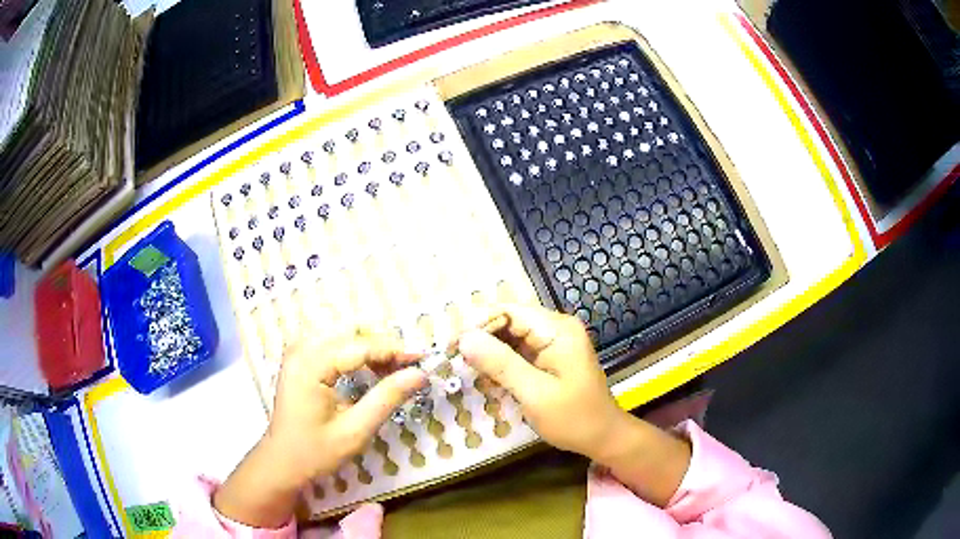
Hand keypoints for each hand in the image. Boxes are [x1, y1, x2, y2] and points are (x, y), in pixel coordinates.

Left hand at [214, 331, 426, 527]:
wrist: (281, 461)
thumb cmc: (315, 452)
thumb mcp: (355, 431)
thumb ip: (387, 399)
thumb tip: (419, 374)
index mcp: (311, 366)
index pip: (360, 345)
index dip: (394, 350)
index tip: (422, 359)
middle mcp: (301, 349)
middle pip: (349, 328)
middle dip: (382, 343)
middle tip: (406, 367)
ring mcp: (297, 351)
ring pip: (341, 329)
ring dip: (369, 343)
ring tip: (389, 368)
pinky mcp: (298, 357)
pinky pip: (331, 339)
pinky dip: (354, 347)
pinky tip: (367, 367)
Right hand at [457, 304, 622, 459]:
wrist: (604, 437)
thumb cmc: (574, 418)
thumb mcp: (535, 394)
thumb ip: (500, 364)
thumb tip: (465, 339)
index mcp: (557, 330)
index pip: (510, 312)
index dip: (478, 324)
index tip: (452, 346)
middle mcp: (556, 328)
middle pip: (509, 321)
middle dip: (482, 339)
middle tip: (454, 360)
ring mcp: (554, 342)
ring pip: (511, 337)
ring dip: (489, 352)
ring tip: (467, 370)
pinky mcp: (550, 356)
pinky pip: (519, 351)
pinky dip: (502, 363)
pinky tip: (488, 379)